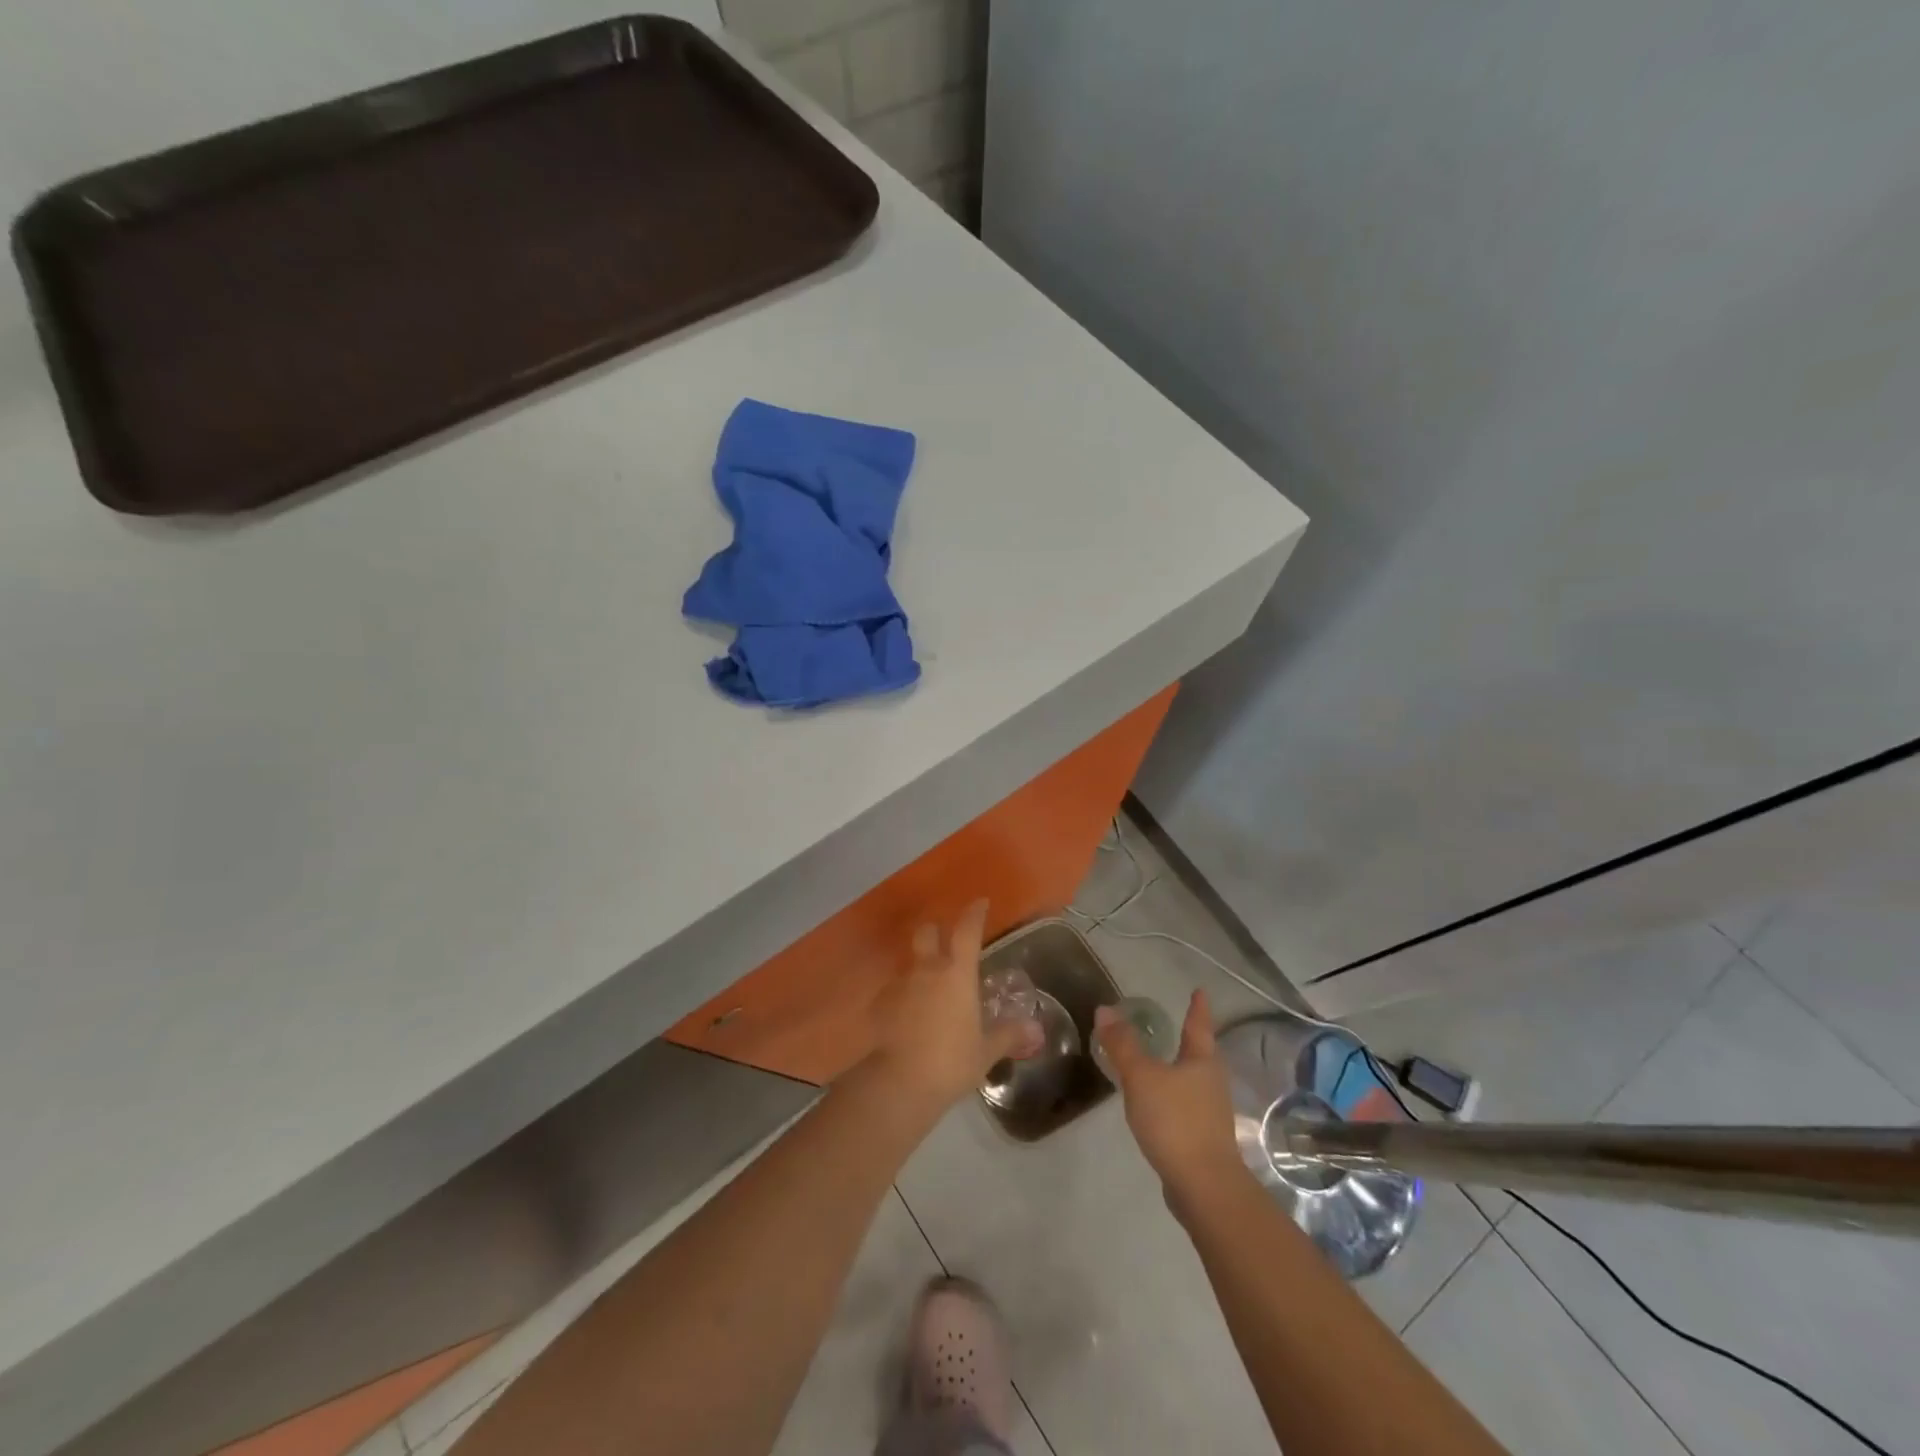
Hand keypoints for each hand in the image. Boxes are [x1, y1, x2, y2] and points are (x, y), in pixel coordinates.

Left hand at [868, 900, 1041, 1111]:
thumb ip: (1008, 1035)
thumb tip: (1035, 1029)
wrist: (899, 1083)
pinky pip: (895, 992)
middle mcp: (926, 970)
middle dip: (935, 931)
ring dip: (920, 970)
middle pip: (927, 933)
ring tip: (929, 994)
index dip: (974, 914)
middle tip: (944, 942)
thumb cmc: (951, 1061)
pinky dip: (903, 999)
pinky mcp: (879, 1005)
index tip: (980, 903)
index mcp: (957, 974)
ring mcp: (899, 985)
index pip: (966, 931)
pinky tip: (908, 1019)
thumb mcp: (986, 1051)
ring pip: (910, 964)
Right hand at [1096, 989, 1245, 1207]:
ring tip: (1160, 1063)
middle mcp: (1212, 1083)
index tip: (1199, 991)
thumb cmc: (1175, 1121)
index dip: (1198, 1007)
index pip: (1199, 1025)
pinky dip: (1172, 1097)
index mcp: (1202, 1061)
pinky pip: (1186, 1106)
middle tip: (1176, 1025)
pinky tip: (1156, 1105)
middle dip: (1189, 1040)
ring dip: (1178, 1070)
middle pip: (1201, 1054)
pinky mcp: (1204, 1139)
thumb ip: (1122, 1045)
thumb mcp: (1141, 1077)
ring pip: (1193, 1081)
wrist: (1204, 1187)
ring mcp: (1211, 1113)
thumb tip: (1105, 1010)